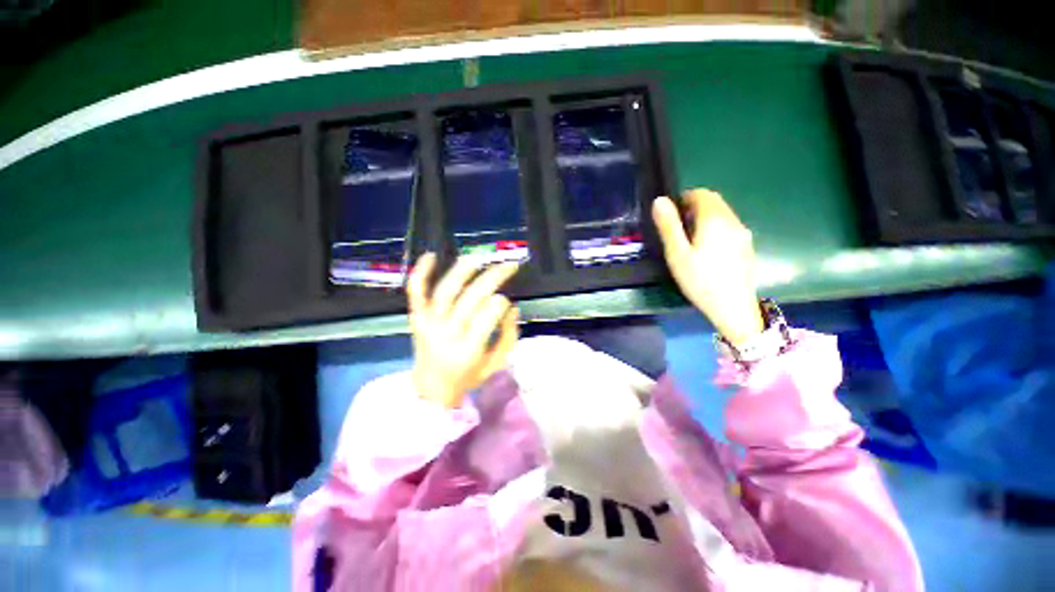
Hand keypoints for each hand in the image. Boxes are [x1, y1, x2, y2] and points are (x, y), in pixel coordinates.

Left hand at [406, 253, 520, 407]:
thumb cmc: (469, 375)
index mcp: (469, 349)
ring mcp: (428, 323)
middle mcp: (447, 333)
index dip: (501, 302)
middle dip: (494, 277)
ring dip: (463, 270)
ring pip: (446, 290)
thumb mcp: (497, 363)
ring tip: (480, 258)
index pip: (489, 314)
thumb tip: (513, 307)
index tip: (506, 301)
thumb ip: (509, 336)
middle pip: (472, 297)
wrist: (431, 388)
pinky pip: (416, 291)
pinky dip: (421, 272)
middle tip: (509, 266)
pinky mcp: (416, 317)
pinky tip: (431, 255)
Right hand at [652, 189, 763, 347]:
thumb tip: (660, 200)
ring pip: (723, 213)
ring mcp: (743, 234)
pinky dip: (715, 227)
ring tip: (689, 240)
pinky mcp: (747, 246)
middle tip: (677, 227)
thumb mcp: (677, 254)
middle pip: (715, 201)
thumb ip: (669, 226)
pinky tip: (707, 250)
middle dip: (695, 206)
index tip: (671, 214)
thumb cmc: (700, 280)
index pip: (702, 194)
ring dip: (705, 217)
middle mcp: (733, 221)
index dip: (684, 198)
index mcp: (714, 220)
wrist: (733, 308)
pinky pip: (729, 226)